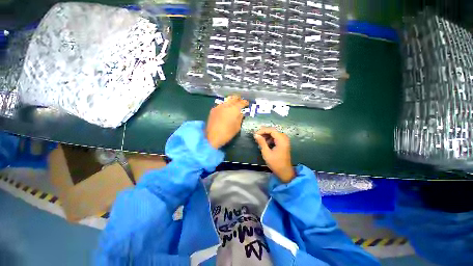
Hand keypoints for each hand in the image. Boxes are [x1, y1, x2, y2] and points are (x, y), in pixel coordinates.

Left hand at [206, 96, 248, 148]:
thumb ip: (240, 118)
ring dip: (231, 101)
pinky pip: (221, 105)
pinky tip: (225, 109)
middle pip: (233, 98)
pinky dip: (225, 105)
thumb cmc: (227, 133)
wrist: (212, 137)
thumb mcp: (237, 127)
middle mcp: (226, 105)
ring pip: (226, 100)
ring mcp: (218, 106)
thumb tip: (241, 113)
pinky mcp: (213, 110)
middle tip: (240, 101)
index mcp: (234, 109)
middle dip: (238, 99)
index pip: (241, 102)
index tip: (247, 103)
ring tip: (233, 105)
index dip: (245, 102)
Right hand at [254, 127, 294, 182]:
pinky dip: (270, 138)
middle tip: (256, 136)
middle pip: (273, 131)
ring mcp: (285, 141)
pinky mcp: (284, 144)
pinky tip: (265, 143)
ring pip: (274, 134)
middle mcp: (284, 138)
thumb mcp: (266, 153)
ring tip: (260, 139)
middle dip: (264, 132)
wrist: (285, 172)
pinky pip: (276, 137)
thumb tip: (256, 135)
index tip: (255, 134)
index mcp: (281, 140)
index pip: (271, 130)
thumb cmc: (275, 163)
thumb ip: (261, 142)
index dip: (262, 131)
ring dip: (267, 135)